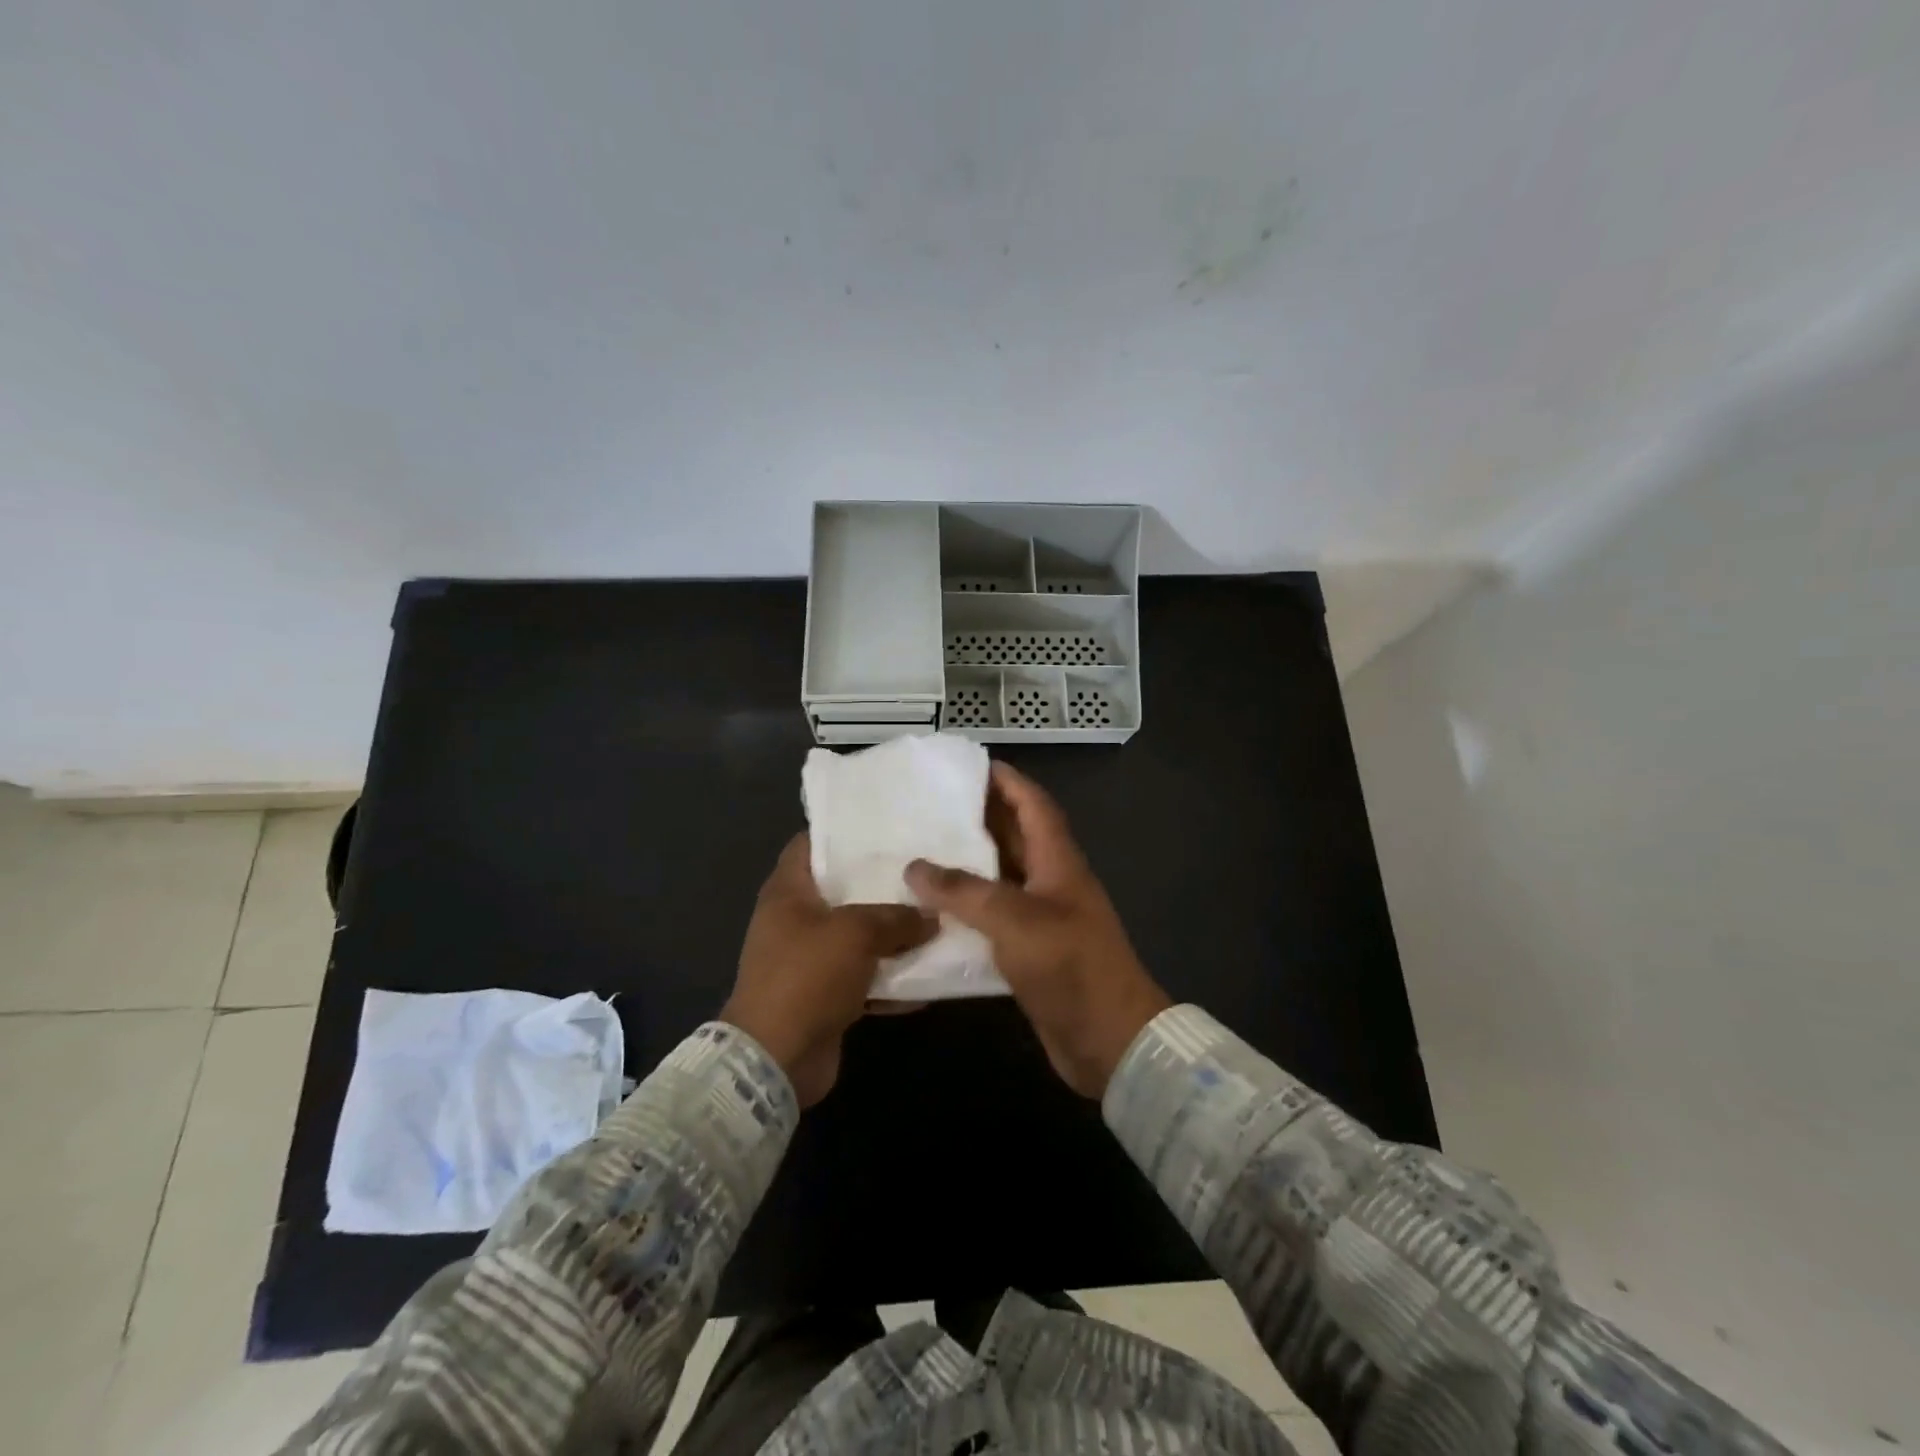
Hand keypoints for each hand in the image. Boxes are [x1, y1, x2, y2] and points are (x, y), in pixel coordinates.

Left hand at [724, 834, 935, 1106]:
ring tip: (938, 915)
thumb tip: (931, 916)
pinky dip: (892, 978)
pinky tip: (931, 975)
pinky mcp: (826, 995)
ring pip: (859, 935)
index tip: (886, 825)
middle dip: (882, 883)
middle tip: (925, 869)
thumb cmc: (806, 977)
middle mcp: (796, 920)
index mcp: (788, 892)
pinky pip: (865, 977)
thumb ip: (896, 918)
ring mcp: (810, 960)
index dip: (843, 831)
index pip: (811, 844)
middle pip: (843, 890)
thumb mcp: (855, 934)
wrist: (775, 1059)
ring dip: (894, 934)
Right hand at [906, 762, 1169, 1097]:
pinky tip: (931, 910)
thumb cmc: (1070, 966)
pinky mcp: (1030, 951)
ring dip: (967, 864)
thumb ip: (964, 892)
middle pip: (1014, 837)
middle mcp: (1051, 882)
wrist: (1109, 1040)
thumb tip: (914, 867)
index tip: (969, 764)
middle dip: (978, 818)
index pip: (1033, 805)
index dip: (1007, 781)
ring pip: (1000, 878)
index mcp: (1058, 862)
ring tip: (921, 850)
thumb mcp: (1015, 920)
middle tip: (929, 805)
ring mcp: (1042, 918)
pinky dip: (966, 909)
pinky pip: (993, 917)